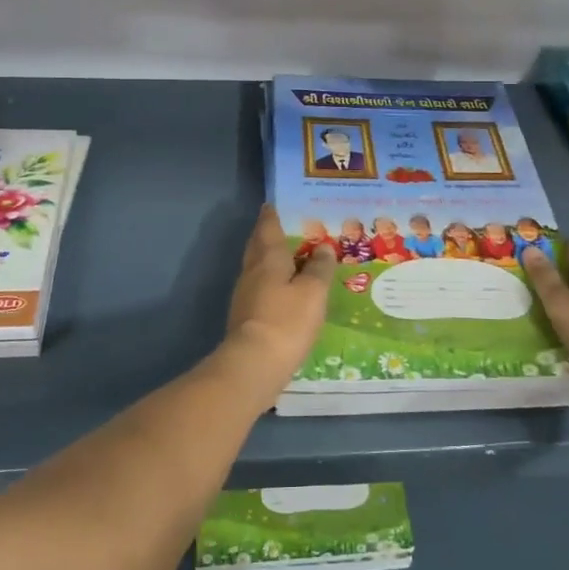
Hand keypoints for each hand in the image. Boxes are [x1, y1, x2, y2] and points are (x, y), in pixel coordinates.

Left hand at [214, 205, 336, 406]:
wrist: (253, 365)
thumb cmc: (286, 320)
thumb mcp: (313, 292)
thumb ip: (319, 268)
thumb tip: (323, 247)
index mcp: (268, 258)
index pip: (268, 228)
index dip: (271, 215)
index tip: (273, 205)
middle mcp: (252, 271)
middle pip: (258, 246)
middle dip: (268, 235)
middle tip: (283, 227)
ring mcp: (245, 295)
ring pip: (258, 268)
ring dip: (270, 259)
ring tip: (290, 258)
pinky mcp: (246, 317)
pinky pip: (260, 288)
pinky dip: (271, 282)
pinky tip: (284, 291)